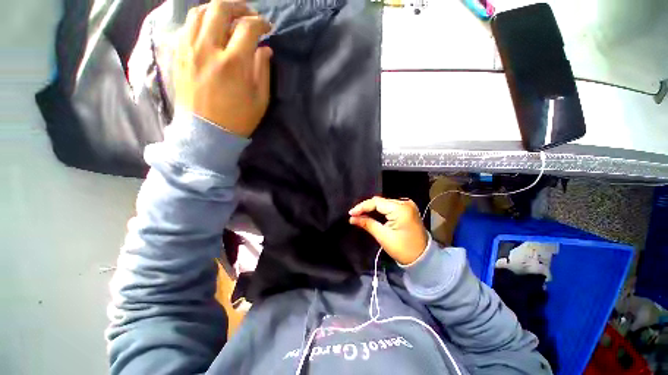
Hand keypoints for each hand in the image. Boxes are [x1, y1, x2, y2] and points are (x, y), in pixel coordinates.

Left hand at [174, 0, 272, 136]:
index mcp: (234, 63)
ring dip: (216, 9)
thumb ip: (263, 71)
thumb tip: (265, 48)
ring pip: (198, 12)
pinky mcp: (177, 55)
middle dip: (238, 6)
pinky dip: (199, 21)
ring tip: (227, 18)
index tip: (267, 28)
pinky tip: (208, 29)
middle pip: (220, 8)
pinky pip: (186, 26)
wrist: (206, 132)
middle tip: (248, 14)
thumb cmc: (238, 119)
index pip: (248, 28)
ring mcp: (188, 49)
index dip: (261, 23)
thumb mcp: (260, 100)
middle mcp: (208, 49)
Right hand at [349, 197, 427, 264]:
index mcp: (401, 209)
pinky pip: (389, 206)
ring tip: (360, 214)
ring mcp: (407, 205)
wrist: (423, 258)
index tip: (351, 213)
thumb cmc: (403, 249)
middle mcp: (405, 203)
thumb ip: (367, 224)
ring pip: (384, 203)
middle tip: (354, 215)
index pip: (376, 202)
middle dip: (366, 207)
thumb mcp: (383, 236)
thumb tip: (352, 218)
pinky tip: (371, 214)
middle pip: (380, 201)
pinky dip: (380, 210)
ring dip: (372, 208)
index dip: (362, 207)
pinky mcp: (407, 209)